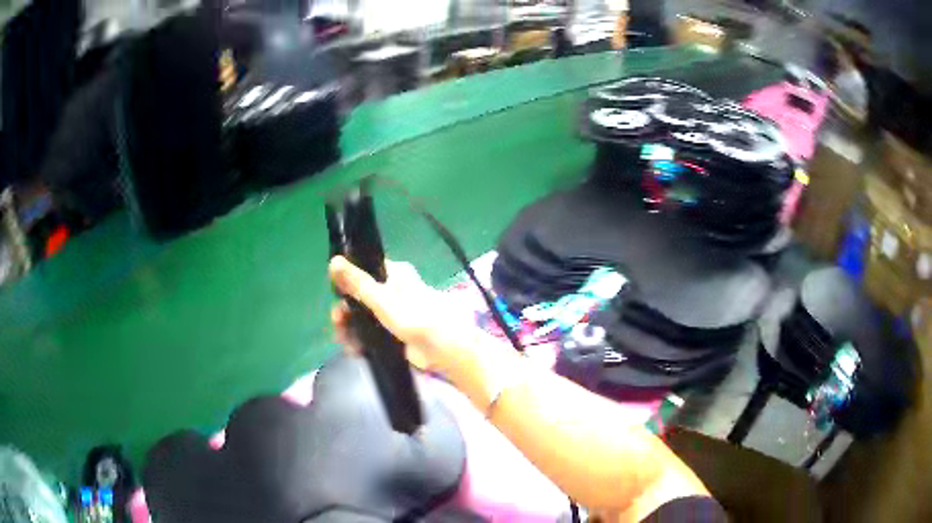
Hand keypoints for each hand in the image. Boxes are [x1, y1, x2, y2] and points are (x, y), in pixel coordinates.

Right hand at [329, 256, 474, 373]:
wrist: (446, 352)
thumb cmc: (418, 319)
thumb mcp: (384, 300)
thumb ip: (358, 283)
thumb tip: (333, 260)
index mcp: (395, 274)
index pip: (364, 269)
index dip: (347, 279)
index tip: (335, 293)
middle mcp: (393, 290)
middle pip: (359, 296)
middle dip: (345, 310)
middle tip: (337, 323)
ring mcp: (392, 313)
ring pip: (362, 317)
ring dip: (350, 328)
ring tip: (344, 341)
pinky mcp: (393, 334)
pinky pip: (370, 334)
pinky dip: (360, 340)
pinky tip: (353, 349)